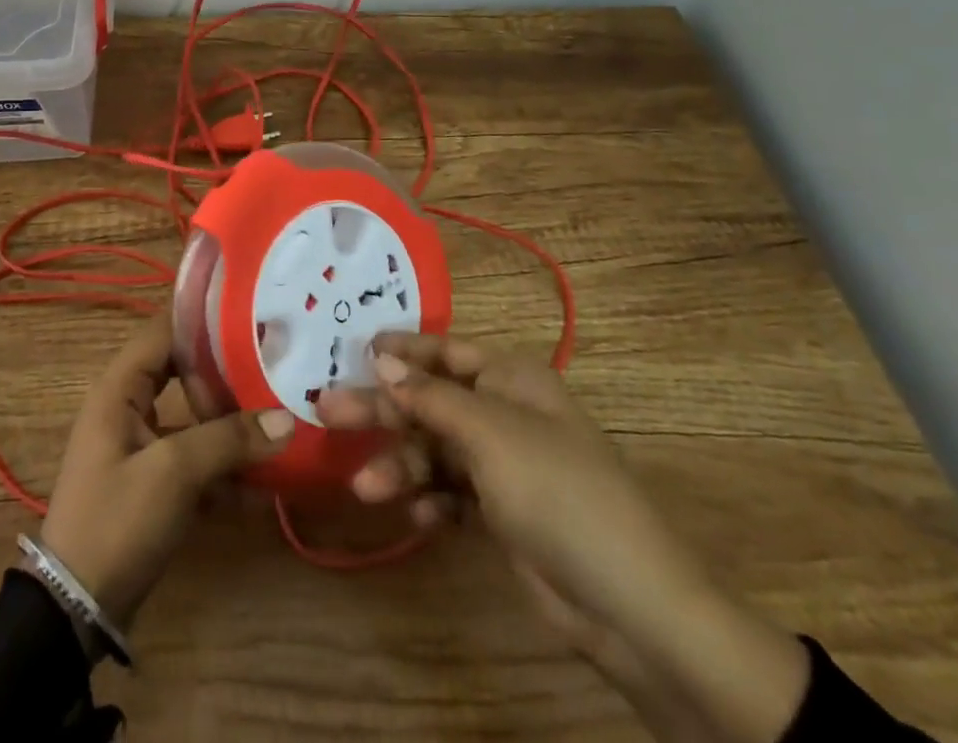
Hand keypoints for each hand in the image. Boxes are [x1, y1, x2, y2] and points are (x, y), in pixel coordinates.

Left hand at [41, 314, 293, 630]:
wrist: (75, 610)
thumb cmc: (117, 520)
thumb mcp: (174, 473)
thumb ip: (229, 440)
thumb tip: (286, 419)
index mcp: (120, 387)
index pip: (164, 330)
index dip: (204, 319)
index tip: (252, 314)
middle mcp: (129, 406)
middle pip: (184, 372)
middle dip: (227, 371)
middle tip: (276, 363)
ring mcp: (141, 445)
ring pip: (194, 418)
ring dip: (232, 424)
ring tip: (281, 418)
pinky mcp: (153, 482)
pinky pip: (194, 459)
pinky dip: (224, 467)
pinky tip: (264, 484)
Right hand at [318, 333, 808, 742]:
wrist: (629, 607)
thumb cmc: (558, 492)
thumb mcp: (490, 434)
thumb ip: (431, 396)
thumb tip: (382, 358)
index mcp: (512, 380)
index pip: (446, 351)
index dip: (402, 349)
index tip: (354, 350)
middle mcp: (505, 413)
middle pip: (431, 401)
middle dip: (384, 409)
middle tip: (327, 409)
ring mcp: (504, 465)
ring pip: (435, 450)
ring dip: (401, 466)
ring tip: (367, 488)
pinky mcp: (501, 513)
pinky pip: (450, 493)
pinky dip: (431, 502)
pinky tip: (418, 519)